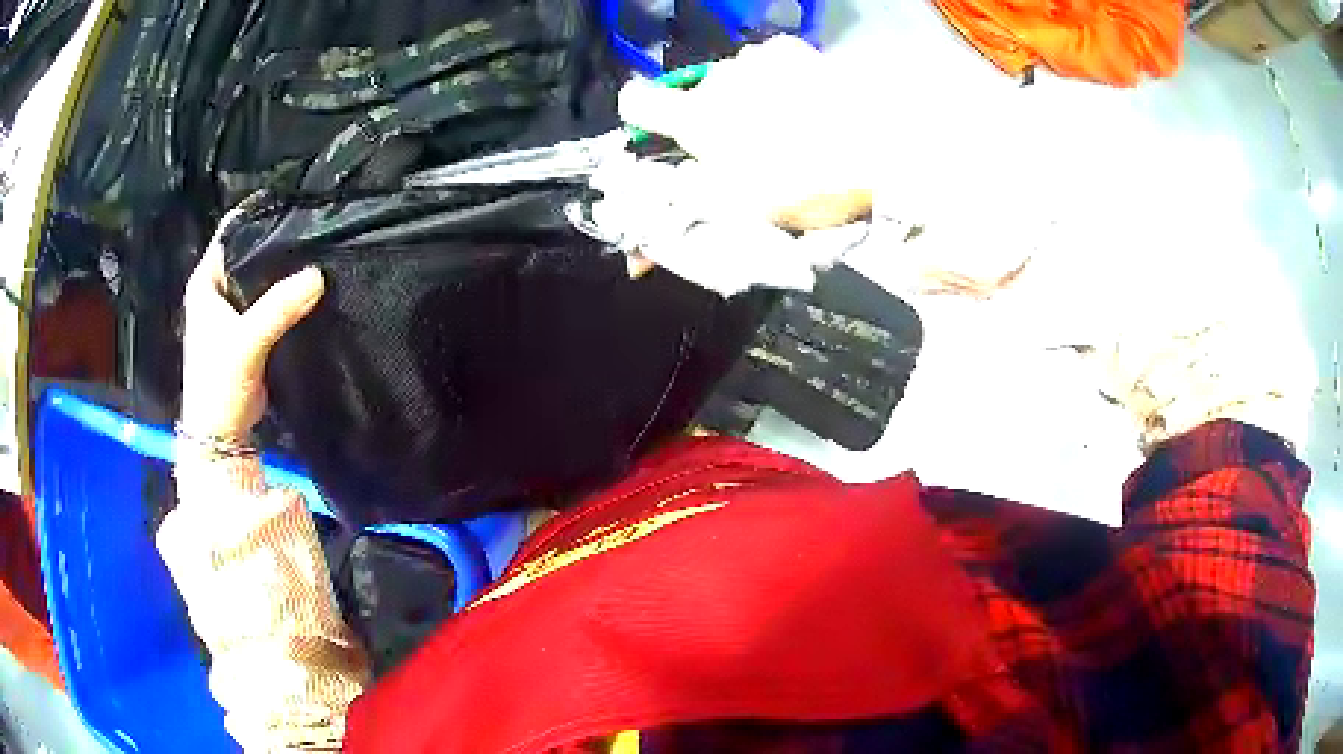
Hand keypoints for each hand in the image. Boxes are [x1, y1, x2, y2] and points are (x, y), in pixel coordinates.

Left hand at [179, 208, 324, 441]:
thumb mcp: (246, 342)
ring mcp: (232, 311)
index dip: (257, 215)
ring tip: (317, 251)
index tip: (292, 202)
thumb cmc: (219, 384)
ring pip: (260, 278)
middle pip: (249, 252)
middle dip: (276, 241)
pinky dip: (286, 295)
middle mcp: (217, 290)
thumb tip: (319, 275)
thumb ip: (278, 308)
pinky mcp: (248, 331)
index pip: (231, 232)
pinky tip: (310, 287)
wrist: (221, 435)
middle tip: (313, 225)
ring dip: (283, 270)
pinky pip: (269, 301)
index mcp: (206, 282)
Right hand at [616, 36, 872, 230]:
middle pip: (694, 95)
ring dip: (743, 98)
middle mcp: (718, 79)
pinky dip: (774, 81)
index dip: (640, 120)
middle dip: (707, 118)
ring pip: (732, 79)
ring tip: (781, 125)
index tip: (660, 136)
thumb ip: (685, 210)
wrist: (881, 152)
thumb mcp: (739, 212)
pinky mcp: (793, 52)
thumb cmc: (805, 186)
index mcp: (696, 118)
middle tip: (740, 148)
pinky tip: (800, 101)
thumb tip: (647, 232)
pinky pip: (767, 64)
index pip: (635, 102)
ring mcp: (758, 60)